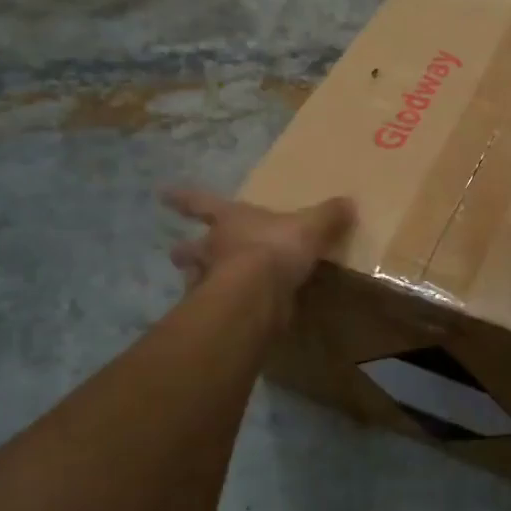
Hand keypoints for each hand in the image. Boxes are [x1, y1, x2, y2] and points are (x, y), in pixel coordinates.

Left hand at [162, 187, 354, 294]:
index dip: (184, 198)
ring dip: (196, 282)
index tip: (162, 194)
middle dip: (184, 250)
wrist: (257, 294)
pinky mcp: (220, 313)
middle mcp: (214, 249)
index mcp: (231, 220)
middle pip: (191, 248)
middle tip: (177, 252)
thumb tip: (348, 202)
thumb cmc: (276, 248)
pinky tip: (227, 316)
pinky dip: (219, 311)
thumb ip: (328, 216)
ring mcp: (211, 283)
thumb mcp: (311, 226)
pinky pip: (217, 310)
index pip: (202, 203)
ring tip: (199, 287)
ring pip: (195, 280)